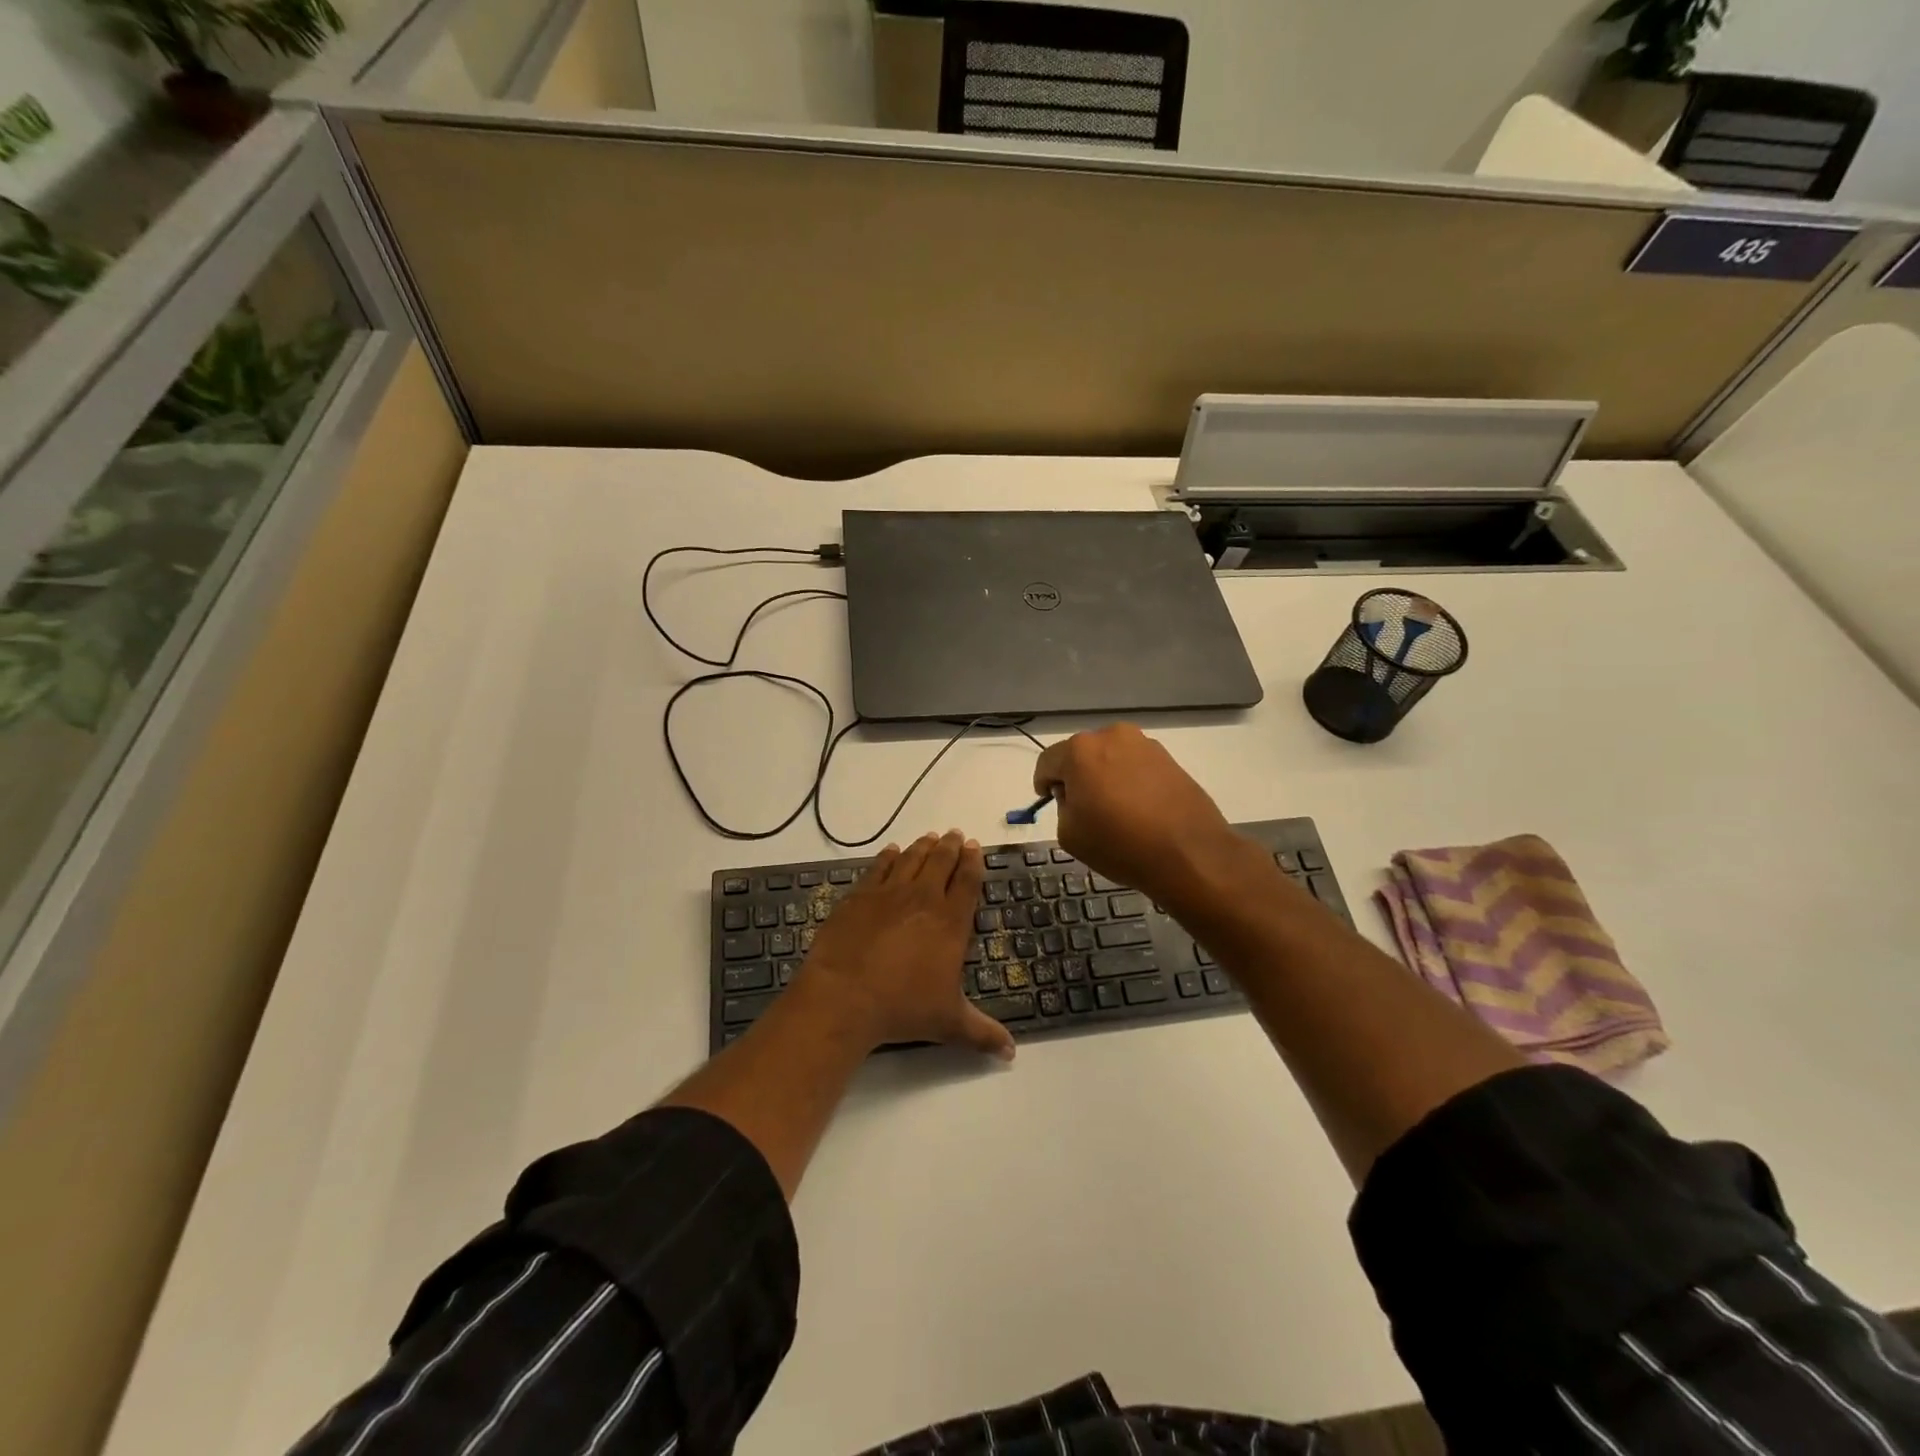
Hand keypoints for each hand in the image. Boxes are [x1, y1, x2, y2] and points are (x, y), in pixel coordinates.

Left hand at [802, 831, 1015, 1060]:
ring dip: (923, 847)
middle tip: (954, 834)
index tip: (974, 847)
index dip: (973, 862)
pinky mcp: (859, 896)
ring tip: (930, 837)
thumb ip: (982, 1033)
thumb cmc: (903, 1008)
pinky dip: (888, 857)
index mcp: (950, 923)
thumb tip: (1012, 1053)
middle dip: (950, 846)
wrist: (845, 995)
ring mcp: (889, 893)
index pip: (967, 882)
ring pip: (912, 859)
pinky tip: (892, 851)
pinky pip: (879, 868)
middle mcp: (923, 899)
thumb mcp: (949, 1024)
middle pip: (941, 862)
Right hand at [1033, 724, 1244, 909]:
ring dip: (1105, 776)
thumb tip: (1076, 794)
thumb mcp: (1070, 834)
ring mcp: (1144, 744)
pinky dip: (1130, 781)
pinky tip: (1138, 808)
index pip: (1048, 761)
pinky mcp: (1169, 758)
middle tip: (1082, 807)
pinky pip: (1136, 765)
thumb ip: (1063, 806)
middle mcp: (1112, 736)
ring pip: (1111, 757)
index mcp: (1080, 751)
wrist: (1189, 853)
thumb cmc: (1120, 844)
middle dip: (1076, 776)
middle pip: (1081, 754)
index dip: (1043, 782)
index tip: (1047, 799)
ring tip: (1114, 809)